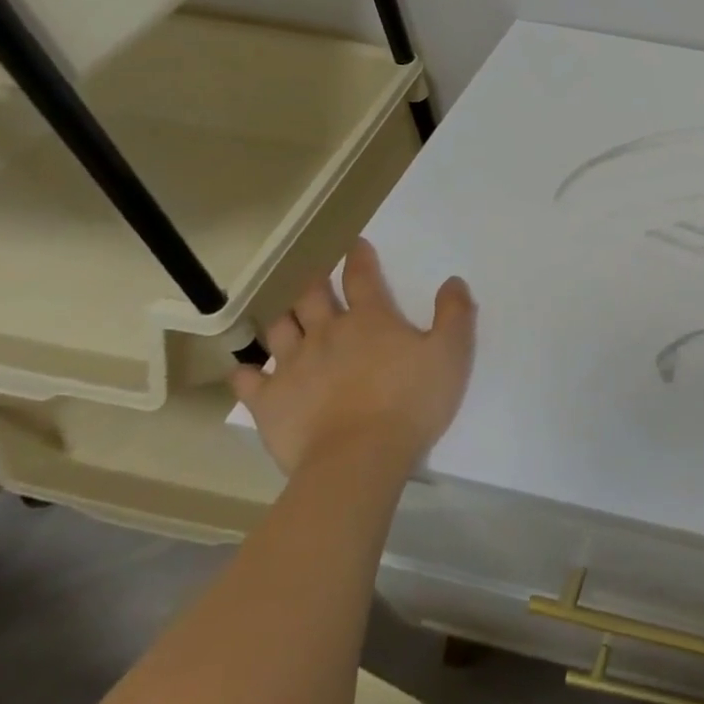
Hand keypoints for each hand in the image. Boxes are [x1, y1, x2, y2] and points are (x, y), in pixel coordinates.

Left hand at [231, 238, 476, 477]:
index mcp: (370, 319)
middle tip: (319, 280)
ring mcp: (293, 366)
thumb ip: (455, 314)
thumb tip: (453, 281)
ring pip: (279, 329)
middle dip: (316, 283)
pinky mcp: (269, 401)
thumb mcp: (451, 353)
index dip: (359, 258)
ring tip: (290, 320)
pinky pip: (248, 379)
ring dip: (285, 320)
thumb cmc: (411, 401)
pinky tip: (250, 372)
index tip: (356, 245)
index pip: (362, 277)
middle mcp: (327, 333)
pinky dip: (248, 372)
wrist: (359, 458)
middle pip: (312, 297)